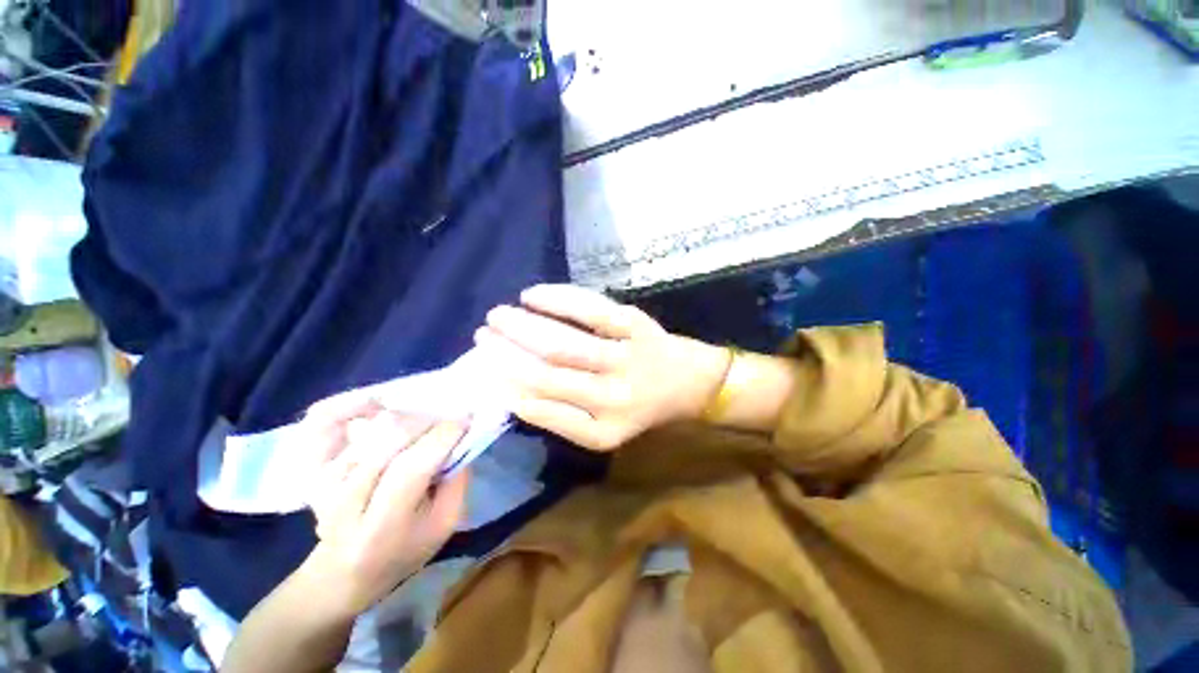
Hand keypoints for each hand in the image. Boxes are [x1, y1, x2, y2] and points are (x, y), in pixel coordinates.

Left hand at [295, 396, 468, 616]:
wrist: (344, 571)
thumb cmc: (402, 551)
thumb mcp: (444, 525)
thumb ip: (458, 481)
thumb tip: (461, 440)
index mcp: (382, 525)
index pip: (413, 466)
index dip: (444, 435)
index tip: (467, 419)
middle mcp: (346, 501)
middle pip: (390, 438)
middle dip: (428, 421)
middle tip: (445, 424)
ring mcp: (324, 483)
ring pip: (371, 427)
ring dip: (405, 417)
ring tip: (420, 424)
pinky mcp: (312, 470)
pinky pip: (326, 423)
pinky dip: (350, 406)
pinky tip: (373, 405)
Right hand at [476, 284, 729, 450]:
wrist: (690, 383)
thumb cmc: (642, 405)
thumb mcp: (605, 425)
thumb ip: (565, 415)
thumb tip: (515, 392)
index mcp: (602, 431)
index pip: (544, 409)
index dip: (508, 387)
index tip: (483, 370)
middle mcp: (614, 399)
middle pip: (548, 373)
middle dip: (506, 353)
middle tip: (482, 335)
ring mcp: (626, 359)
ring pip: (562, 342)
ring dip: (523, 327)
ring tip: (498, 315)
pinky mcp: (636, 326)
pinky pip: (590, 310)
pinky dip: (558, 299)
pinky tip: (532, 295)